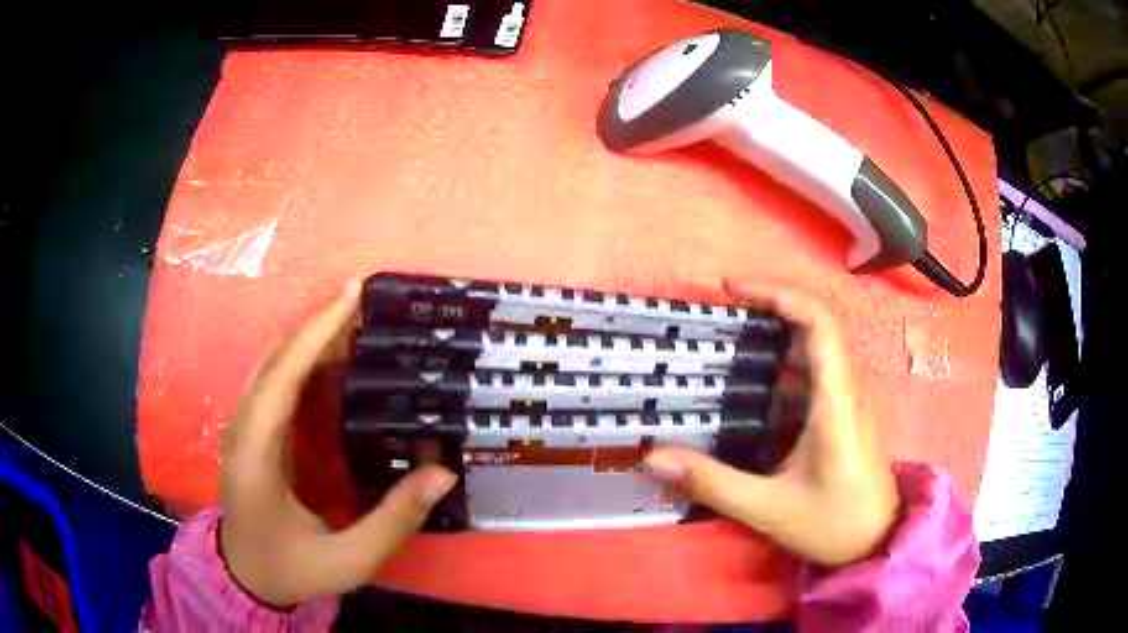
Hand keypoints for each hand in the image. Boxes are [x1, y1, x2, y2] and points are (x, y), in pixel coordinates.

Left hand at [219, 279, 456, 606]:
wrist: (246, 577)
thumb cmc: (291, 569)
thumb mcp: (348, 559)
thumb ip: (394, 520)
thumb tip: (442, 472)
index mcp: (255, 455)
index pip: (283, 376)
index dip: (316, 331)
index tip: (352, 293)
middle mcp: (242, 428)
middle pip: (276, 358)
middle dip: (318, 324)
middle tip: (368, 302)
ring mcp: (244, 427)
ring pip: (274, 364)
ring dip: (311, 337)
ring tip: (357, 322)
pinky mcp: (253, 432)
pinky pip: (276, 382)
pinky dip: (304, 360)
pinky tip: (334, 360)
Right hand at [645, 279, 900, 567]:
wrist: (878, 541)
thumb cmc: (833, 524)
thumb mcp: (769, 508)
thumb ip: (712, 482)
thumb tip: (653, 457)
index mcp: (836, 401)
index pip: (818, 322)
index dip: (778, 294)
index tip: (733, 289)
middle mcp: (846, 390)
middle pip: (814, 327)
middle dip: (768, 311)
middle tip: (719, 318)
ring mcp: (847, 402)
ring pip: (813, 353)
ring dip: (773, 342)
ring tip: (726, 348)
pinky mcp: (843, 417)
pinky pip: (813, 378)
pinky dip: (780, 371)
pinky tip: (751, 392)